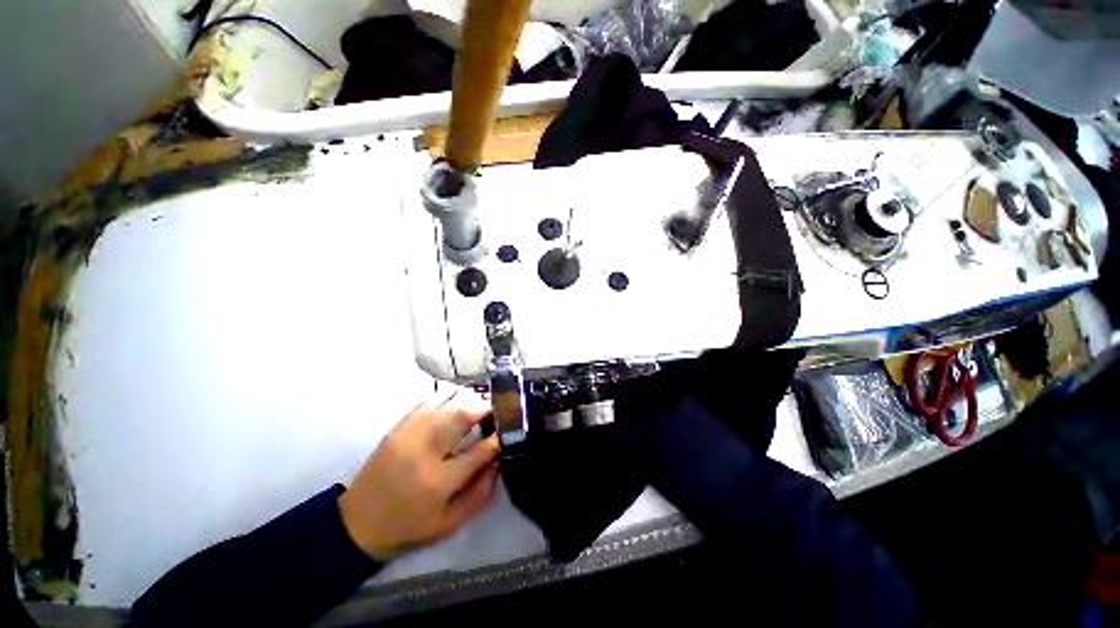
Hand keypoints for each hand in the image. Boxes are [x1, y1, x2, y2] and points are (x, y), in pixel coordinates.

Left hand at [338, 390, 499, 559]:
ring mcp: (409, 435)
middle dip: (486, 408)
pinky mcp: (399, 427)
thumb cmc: (408, 527)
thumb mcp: (449, 524)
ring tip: (480, 406)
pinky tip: (457, 402)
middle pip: (462, 416)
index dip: (499, 439)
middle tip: (498, 409)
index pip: (479, 452)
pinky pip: (429, 401)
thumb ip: (480, 494)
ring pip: (447, 403)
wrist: (357, 524)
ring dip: (469, 400)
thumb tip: (499, 462)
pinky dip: (448, 397)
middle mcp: (424, 452)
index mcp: (438, 482)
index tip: (510, 431)